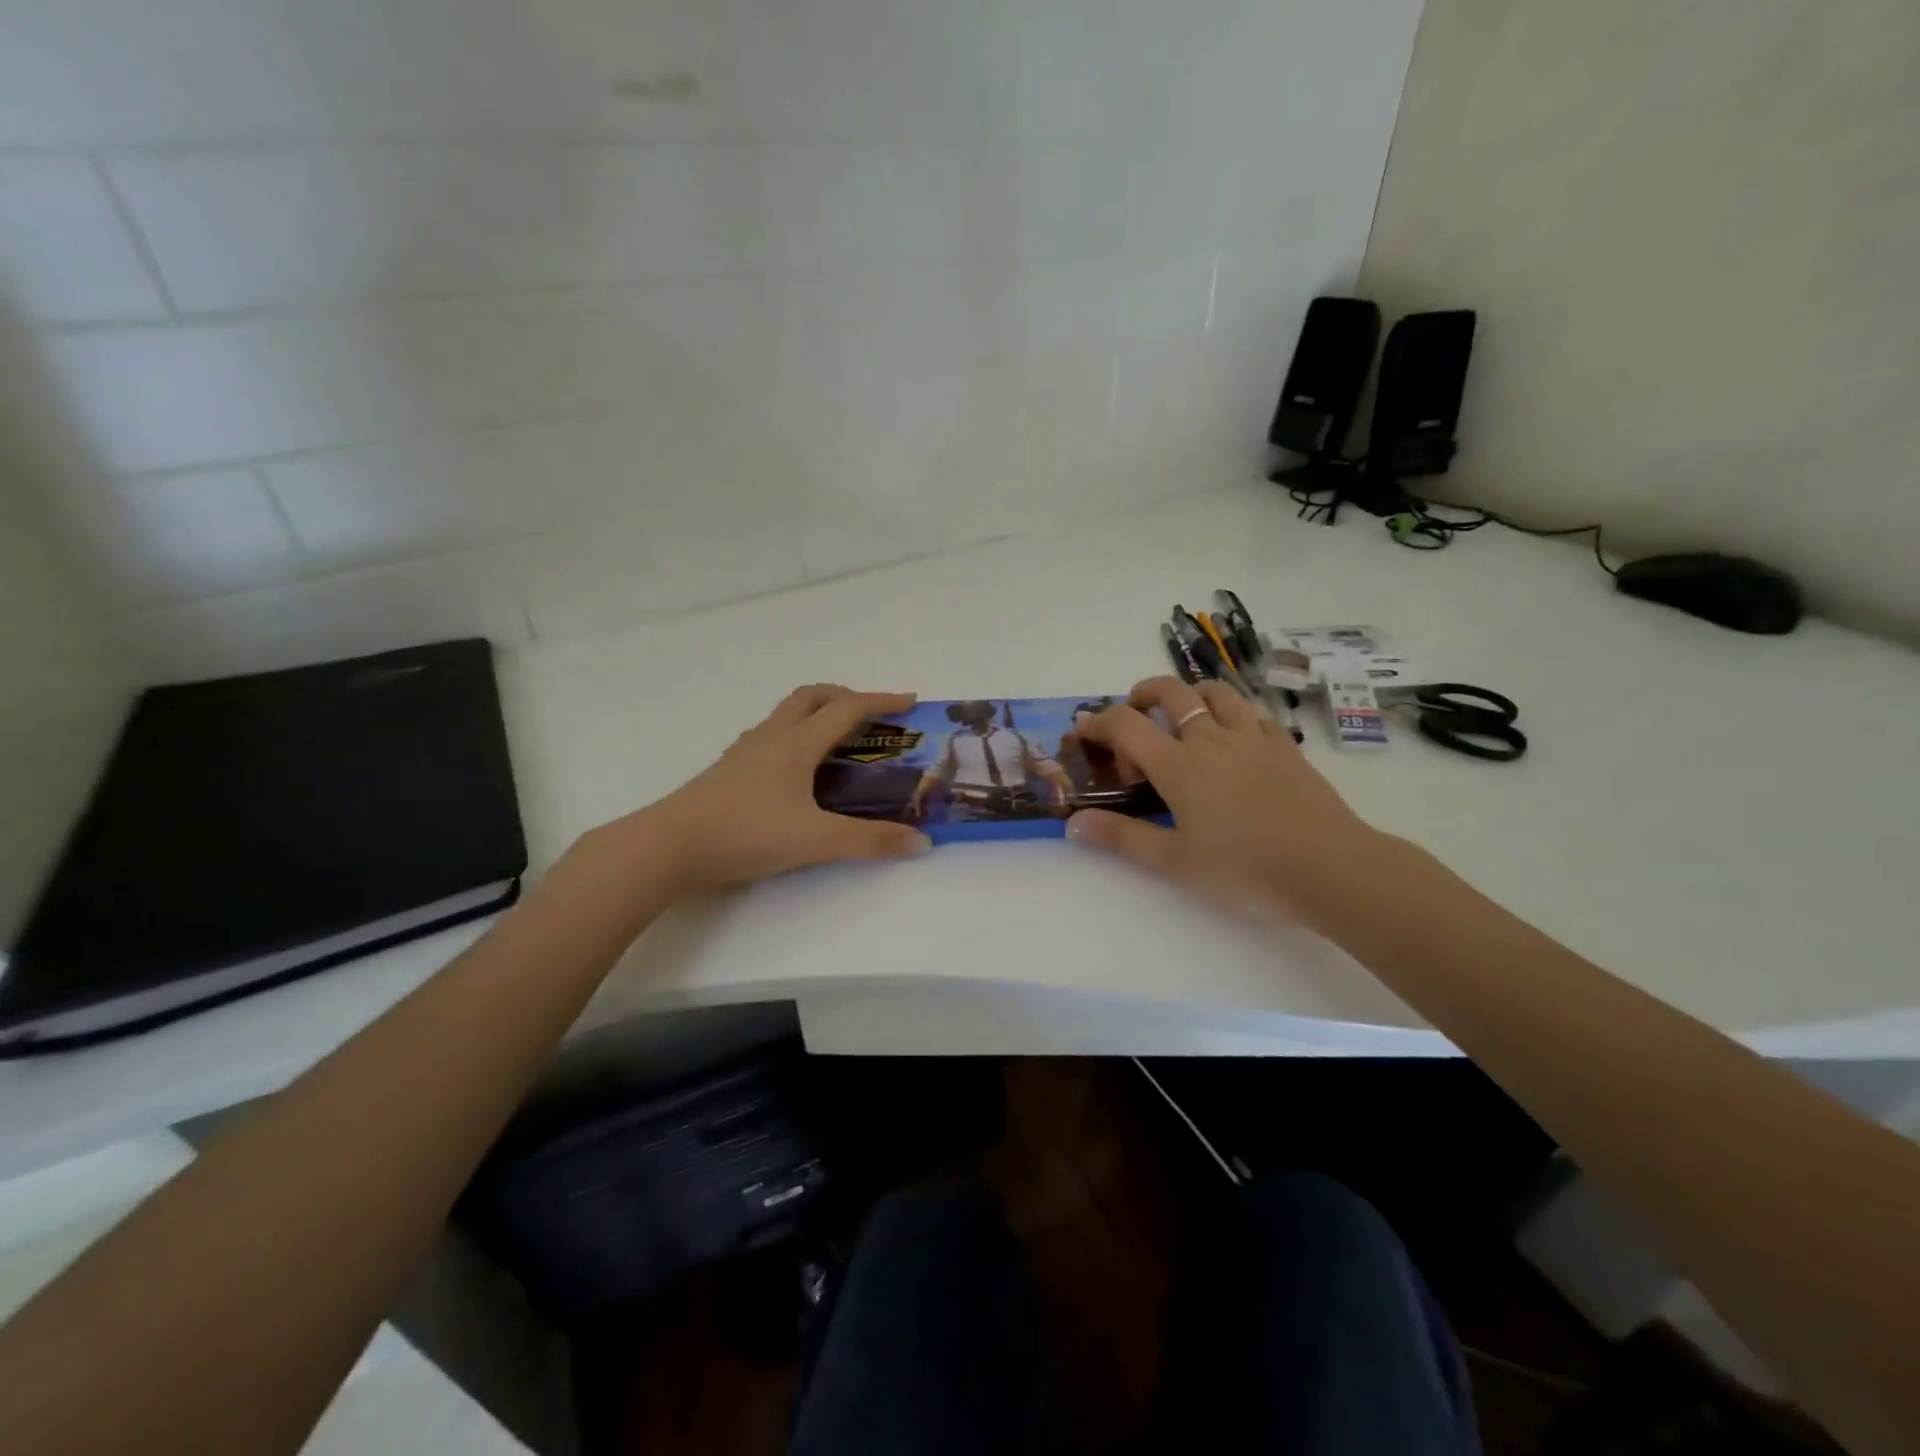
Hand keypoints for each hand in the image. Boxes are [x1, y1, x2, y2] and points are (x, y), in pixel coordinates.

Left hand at [633, 685, 931, 892]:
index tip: (910, 701)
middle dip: (844, 696)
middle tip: (869, 714)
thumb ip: (870, 842)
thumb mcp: (816, 840)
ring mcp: (746, 751)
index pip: (848, 709)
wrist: (670, 845)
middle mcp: (773, 737)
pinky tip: (795, 769)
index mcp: (798, 743)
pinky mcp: (729, 770)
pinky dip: (793, 737)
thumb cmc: (747, 832)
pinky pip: (769, 737)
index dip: (881, 701)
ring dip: (816, 714)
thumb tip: (921, 843)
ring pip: (786, 715)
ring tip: (836, 740)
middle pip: (811, 696)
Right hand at [1065, 677, 1384, 923]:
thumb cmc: (1244, 868)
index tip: (1083, 728)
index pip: (1127, 725)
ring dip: (1191, 694)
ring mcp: (1253, 737)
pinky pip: (1253, 711)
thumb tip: (1073, 824)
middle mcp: (1212, 739)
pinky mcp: (1285, 746)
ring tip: (1183, 715)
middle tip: (1133, 711)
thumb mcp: (1175, 861)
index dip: (1099, 721)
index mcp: (1179, 765)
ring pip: (1216, 692)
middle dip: (1144, 693)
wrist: (1329, 866)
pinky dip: (1232, 711)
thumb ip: (1122, 838)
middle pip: (1172, 693)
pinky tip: (1233, 734)